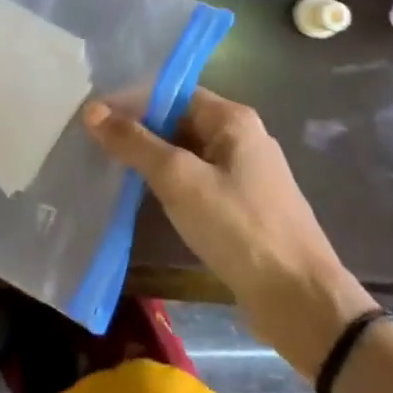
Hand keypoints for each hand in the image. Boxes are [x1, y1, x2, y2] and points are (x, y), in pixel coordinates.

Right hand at [84, 88, 372, 376]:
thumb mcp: (179, 180)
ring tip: (110, 169)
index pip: (174, 93)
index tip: (95, 118)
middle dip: (140, 131)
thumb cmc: (238, 227)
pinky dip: (171, 185)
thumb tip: (93, 111)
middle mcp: (243, 138)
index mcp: (233, 120)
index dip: (134, 102)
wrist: (299, 299)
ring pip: (189, 155)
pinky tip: (145, 199)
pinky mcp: (244, 208)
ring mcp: (246, 175)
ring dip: (153, 160)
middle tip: (95, 144)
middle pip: (181, 121)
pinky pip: (199, 182)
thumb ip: (136, 143)